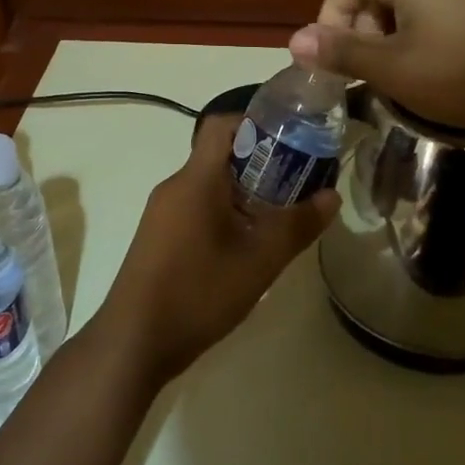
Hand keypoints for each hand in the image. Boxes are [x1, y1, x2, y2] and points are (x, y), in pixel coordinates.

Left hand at [90, 113, 337, 384]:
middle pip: (220, 156)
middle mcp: (174, 186)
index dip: (256, 123)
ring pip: (209, 185)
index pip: (221, 125)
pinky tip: (247, 245)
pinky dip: (225, 213)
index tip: (292, 139)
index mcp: (195, 180)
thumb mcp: (258, 263)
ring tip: (281, 216)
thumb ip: (296, 226)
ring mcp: (162, 212)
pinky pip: (196, 207)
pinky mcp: (158, 236)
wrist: (133, 341)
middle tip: (299, 182)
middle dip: (261, 163)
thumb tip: (330, 196)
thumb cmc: (198, 293)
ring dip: (245, 192)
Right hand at [288, 0, 464, 139]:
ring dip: (391, 32)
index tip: (335, 57)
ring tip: (398, 71)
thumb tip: (294, 40)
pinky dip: (421, 31)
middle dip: (362, 26)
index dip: (331, 16)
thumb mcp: (394, 69)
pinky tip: (434, 65)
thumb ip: (342, 52)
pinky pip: (438, 5)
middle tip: (368, 67)